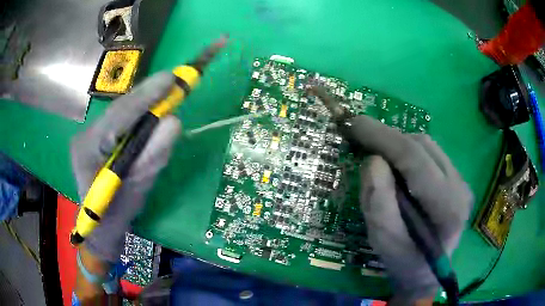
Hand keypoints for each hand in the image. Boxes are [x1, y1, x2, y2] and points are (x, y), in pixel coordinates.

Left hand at [70, 71, 180, 261]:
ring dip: (144, 102)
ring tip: (168, 92)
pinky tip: (152, 110)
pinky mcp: (96, 137)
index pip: (118, 116)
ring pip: (120, 112)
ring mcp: (89, 134)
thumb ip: (153, 156)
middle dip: (147, 95)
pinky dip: (139, 114)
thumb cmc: (115, 216)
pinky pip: (121, 121)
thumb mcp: (136, 189)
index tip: (171, 79)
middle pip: (119, 109)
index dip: (145, 96)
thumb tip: (173, 122)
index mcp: (88, 149)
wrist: (99, 227)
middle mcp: (86, 135)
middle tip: (176, 82)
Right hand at [350, 116, 472, 304]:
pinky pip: (430, 154)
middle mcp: (460, 187)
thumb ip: (379, 205)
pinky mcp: (457, 179)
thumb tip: (373, 160)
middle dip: (388, 139)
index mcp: (447, 207)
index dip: (383, 138)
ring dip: (399, 146)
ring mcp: (461, 180)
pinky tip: (398, 168)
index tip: (355, 124)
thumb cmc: (405, 263)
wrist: (427, 272)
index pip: (416, 160)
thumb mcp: (385, 243)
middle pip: (422, 146)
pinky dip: (408, 153)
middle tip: (361, 140)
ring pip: (427, 145)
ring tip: (379, 157)